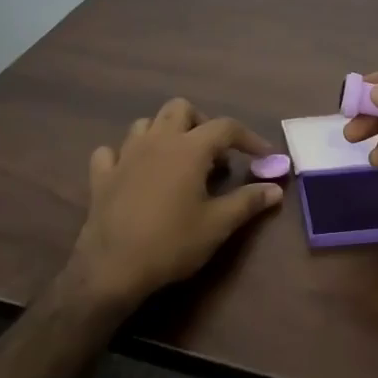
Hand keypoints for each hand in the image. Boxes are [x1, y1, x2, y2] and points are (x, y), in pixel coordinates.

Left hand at [69, 98, 283, 310]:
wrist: (113, 268)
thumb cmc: (172, 243)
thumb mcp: (218, 224)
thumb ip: (248, 201)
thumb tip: (275, 189)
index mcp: (189, 148)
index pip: (226, 127)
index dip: (249, 138)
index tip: (264, 156)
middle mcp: (157, 141)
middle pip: (180, 109)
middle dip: (201, 123)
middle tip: (214, 153)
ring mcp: (125, 155)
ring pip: (146, 124)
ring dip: (165, 133)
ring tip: (177, 160)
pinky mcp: (102, 175)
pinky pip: (112, 151)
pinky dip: (125, 155)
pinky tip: (134, 172)